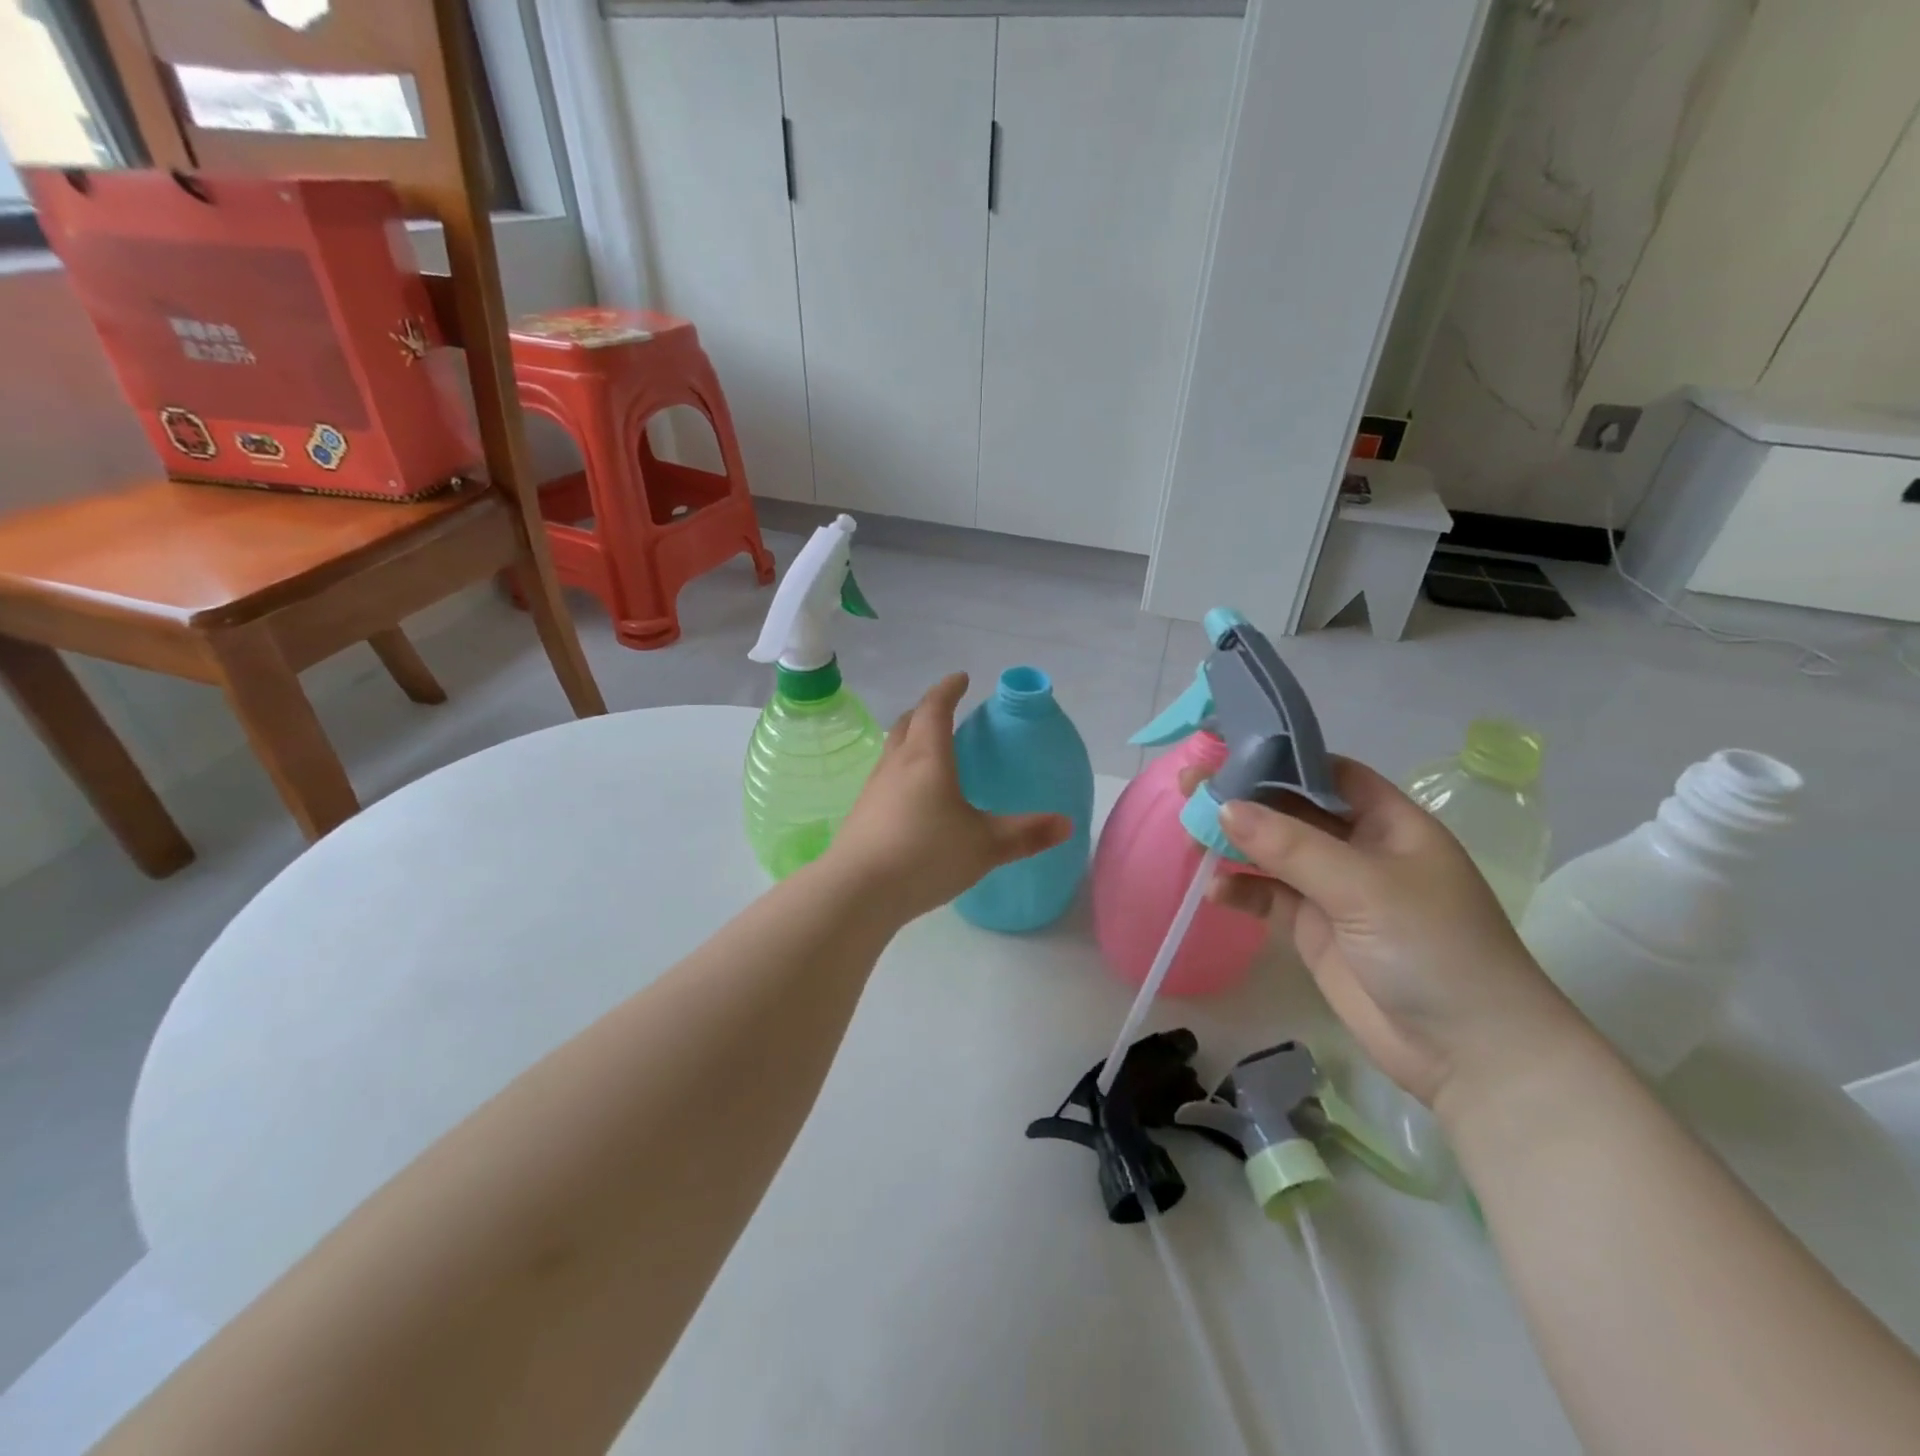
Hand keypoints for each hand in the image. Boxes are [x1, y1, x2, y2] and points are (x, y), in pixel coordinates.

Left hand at [828, 673, 1070, 922]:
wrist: (857, 891)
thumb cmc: (925, 856)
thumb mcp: (985, 846)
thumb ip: (1027, 834)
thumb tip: (1066, 823)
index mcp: (927, 758)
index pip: (935, 709)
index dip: (948, 690)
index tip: (961, 678)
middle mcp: (896, 764)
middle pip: (907, 723)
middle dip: (926, 710)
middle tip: (944, 710)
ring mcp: (874, 788)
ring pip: (893, 750)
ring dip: (911, 739)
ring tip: (931, 751)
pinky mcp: (862, 814)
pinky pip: (885, 777)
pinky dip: (902, 770)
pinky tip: (913, 797)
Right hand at [1184, 757, 1588, 1115]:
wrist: (1469, 1054)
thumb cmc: (1433, 949)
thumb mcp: (1364, 886)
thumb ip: (1291, 846)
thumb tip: (1223, 806)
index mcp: (1390, 822)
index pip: (1329, 774)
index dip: (1281, 758)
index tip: (1226, 751)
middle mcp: (1361, 849)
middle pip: (1293, 810)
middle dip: (1245, 799)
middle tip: (1191, 787)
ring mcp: (1336, 891)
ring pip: (1275, 852)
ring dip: (1236, 843)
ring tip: (1190, 836)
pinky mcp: (1316, 930)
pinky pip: (1270, 897)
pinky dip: (1243, 890)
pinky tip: (1216, 891)